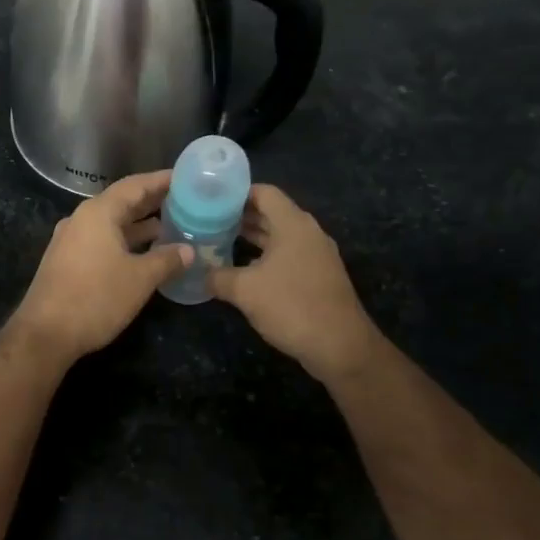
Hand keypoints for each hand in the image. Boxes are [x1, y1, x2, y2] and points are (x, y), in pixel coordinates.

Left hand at [10, 172, 192, 363]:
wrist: (45, 334)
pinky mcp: (67, 261)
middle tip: (186, 201)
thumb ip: (166, 260)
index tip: (187, 177)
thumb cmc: (95, 298)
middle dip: (153, 202)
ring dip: (140, 225)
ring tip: (172, 226)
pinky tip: (145, 253)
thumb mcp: (139, 279)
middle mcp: (82, 219)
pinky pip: (102, 240)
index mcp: (98, 213)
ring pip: (112, 224)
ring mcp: (71, 240)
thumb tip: (189, 250)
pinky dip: (125, 241)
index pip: (135, 185)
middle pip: (122, 202)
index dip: (162, 180)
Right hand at [210, 185, 382, 382]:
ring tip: (220, 241)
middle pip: (271, 213)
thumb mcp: (245, 291)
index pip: (264, 193)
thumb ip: (218, 276)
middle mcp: (308, 233)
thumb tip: (199, 272)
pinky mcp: (318, 276)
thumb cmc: (291, 306)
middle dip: (240, 216)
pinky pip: (288, 255)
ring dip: (252, 237)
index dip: (236, 193)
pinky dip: (265, 256)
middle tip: (208, 220)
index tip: (210, 199)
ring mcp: (316, 255)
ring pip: (279, 236)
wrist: (340, 346)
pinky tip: (243, 270)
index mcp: (293, 224)